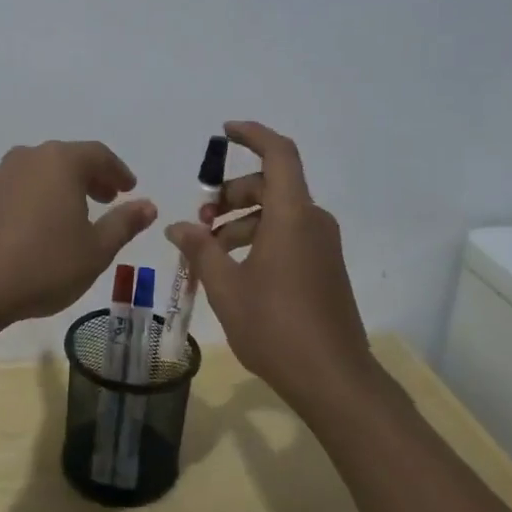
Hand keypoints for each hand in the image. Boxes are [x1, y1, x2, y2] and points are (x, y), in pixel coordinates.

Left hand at [0, 140, 156, 328]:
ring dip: (47, 184)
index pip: (98, 155)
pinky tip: (3, 204)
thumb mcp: (96, 251)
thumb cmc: (45, 267)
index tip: (128, 189)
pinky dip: (3, 191)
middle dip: (86, 176)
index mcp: (61, 163)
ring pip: (27, 170)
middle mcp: (26, 158)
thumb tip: (148, 205)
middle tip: (102, 199)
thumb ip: (124, 223)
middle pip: (62, 159)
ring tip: (58, 209)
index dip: (117, 171)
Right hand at [165, 122, 372, 410]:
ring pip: (278, 213)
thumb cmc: (275, 327)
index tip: (223, 132)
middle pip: (271, 185)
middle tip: (201, 221)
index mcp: (292, 216)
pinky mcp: (325, 268)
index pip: (278, 154)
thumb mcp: (226, 287)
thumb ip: (199, 249)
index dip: (252, 135)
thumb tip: (176, 225)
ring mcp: (323, 246)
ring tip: (209, 252)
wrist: (334, 379)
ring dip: (241, 221)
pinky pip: (289, 235)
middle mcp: (313, 222)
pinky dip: (259, 239)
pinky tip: (234, 270)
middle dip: (231, 194)